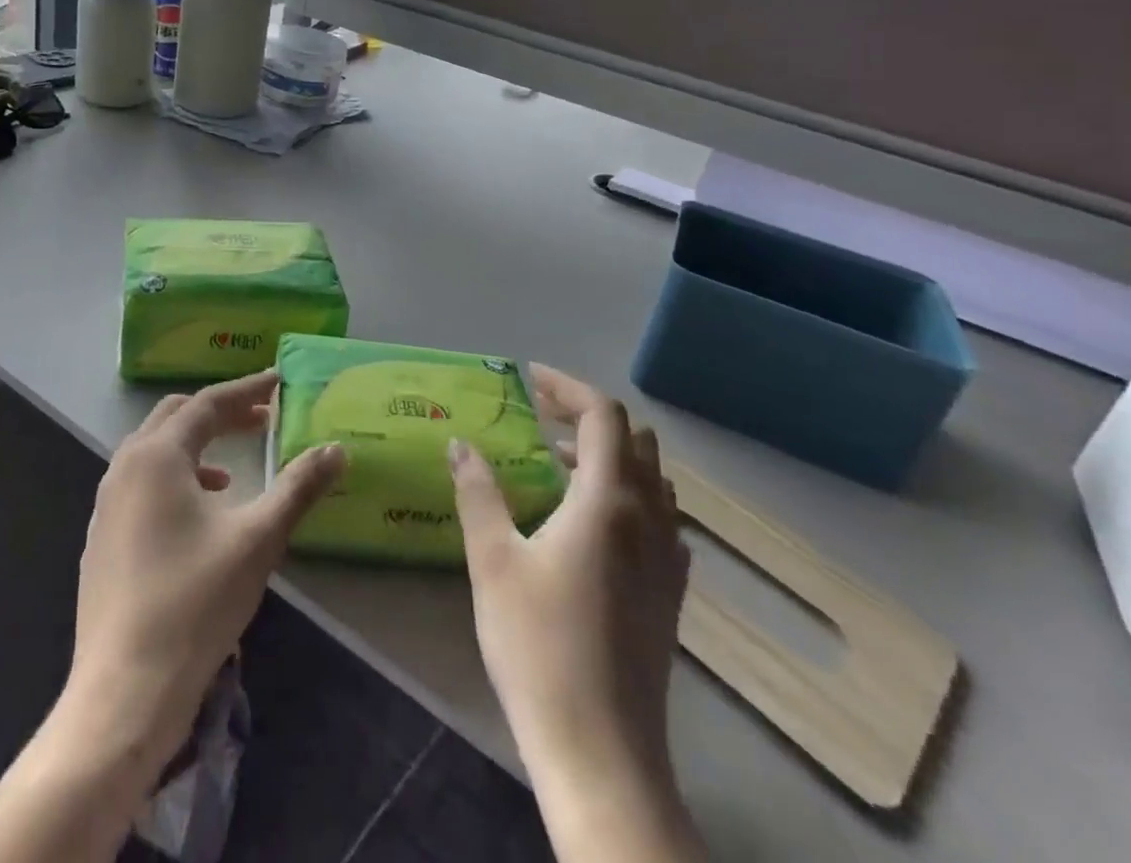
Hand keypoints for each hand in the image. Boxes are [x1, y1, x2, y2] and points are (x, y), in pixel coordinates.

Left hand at [66, 371, 345, 774]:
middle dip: (220, 413)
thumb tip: (336, 449)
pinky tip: (198, 515)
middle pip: (176, 417)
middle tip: (262, 420)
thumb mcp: (257, 539)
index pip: (208, 403)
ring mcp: (106, 504)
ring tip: (233, 469)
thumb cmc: (195, 602)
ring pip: (154, 451)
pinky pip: (141, 484)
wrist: (124, 691)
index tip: (279, 381)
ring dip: (196, 445)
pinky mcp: (101, 538)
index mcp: (158, 455)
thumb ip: (298, 487)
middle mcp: (125, 467)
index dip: (247, 390)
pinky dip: (174, 478)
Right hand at [450, 364, 688, 789]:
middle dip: (587, 416)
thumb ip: (477, 491)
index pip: (602, 416)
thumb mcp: (493, 559)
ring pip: (651, 479)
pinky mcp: (670, 594)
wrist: (601, 752)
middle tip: (539, 417)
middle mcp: (649, 519)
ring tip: (558, 463)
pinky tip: (590, 522)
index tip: (528, 379)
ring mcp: (667, 559)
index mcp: (608, 501)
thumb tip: (460, 443)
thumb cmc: (539, 645)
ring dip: (609, 455)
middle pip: (634, 440)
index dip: (567, 387)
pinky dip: (627, 495)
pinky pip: (659, 518)